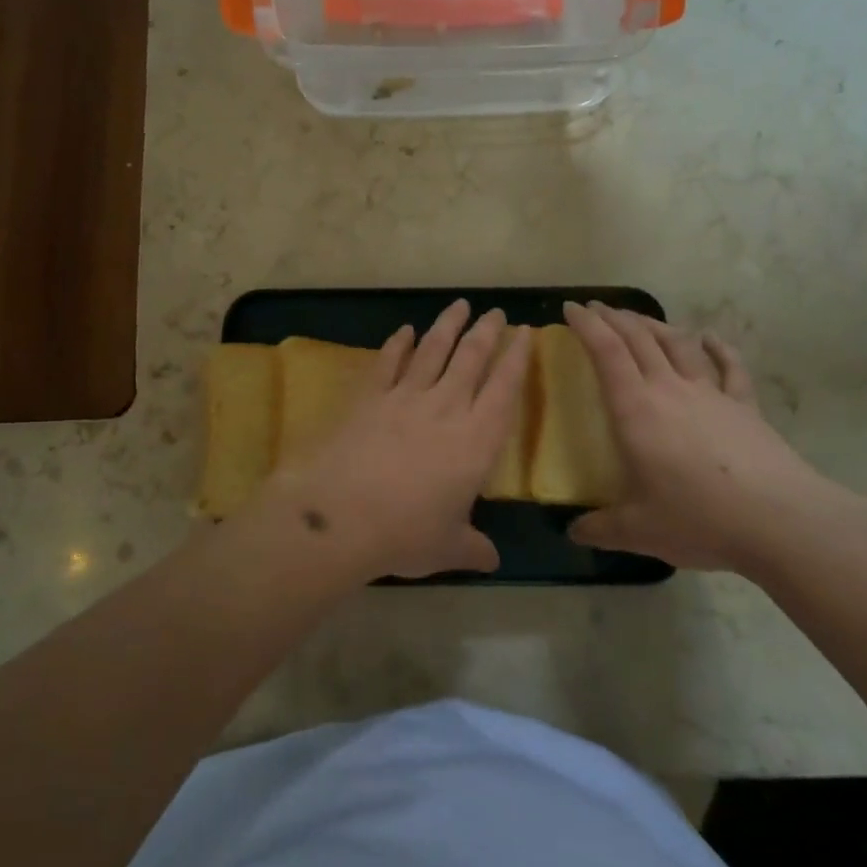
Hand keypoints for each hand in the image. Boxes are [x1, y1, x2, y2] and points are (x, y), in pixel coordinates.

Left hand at [263, 300, 529, 580]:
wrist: (341, 515)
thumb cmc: (405, 534)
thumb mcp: (448, 548)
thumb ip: (473, 548)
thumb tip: (492, 561)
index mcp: (476, 440)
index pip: (505, 389)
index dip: (517, 359)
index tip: (525, 332)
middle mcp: (445, 408)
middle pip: (471, 359)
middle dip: (486, 332)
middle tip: (495, 311)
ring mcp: (404, 397)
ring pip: (432, 351)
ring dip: (447, 326)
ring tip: (459, 305)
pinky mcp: (368, 396)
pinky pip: (387, 362)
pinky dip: (397, 344)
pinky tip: (404, 331)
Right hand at [562, 302, 866, 574]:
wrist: (781, 521)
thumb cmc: (699, 519)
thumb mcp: (638, 531)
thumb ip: (600, 528)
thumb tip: (573, 532)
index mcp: (636, 410)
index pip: (606, 352)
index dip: (586, 325)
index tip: (570, 308)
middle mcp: (671, 390)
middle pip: (639, 338)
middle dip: (614, 317)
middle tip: (596, 307)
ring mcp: (711, 394)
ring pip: (678, 344)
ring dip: (655, 324)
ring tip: (639, 318)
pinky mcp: (745, 406)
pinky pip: (730, 367)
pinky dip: (718, 347)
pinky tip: (710, 337)